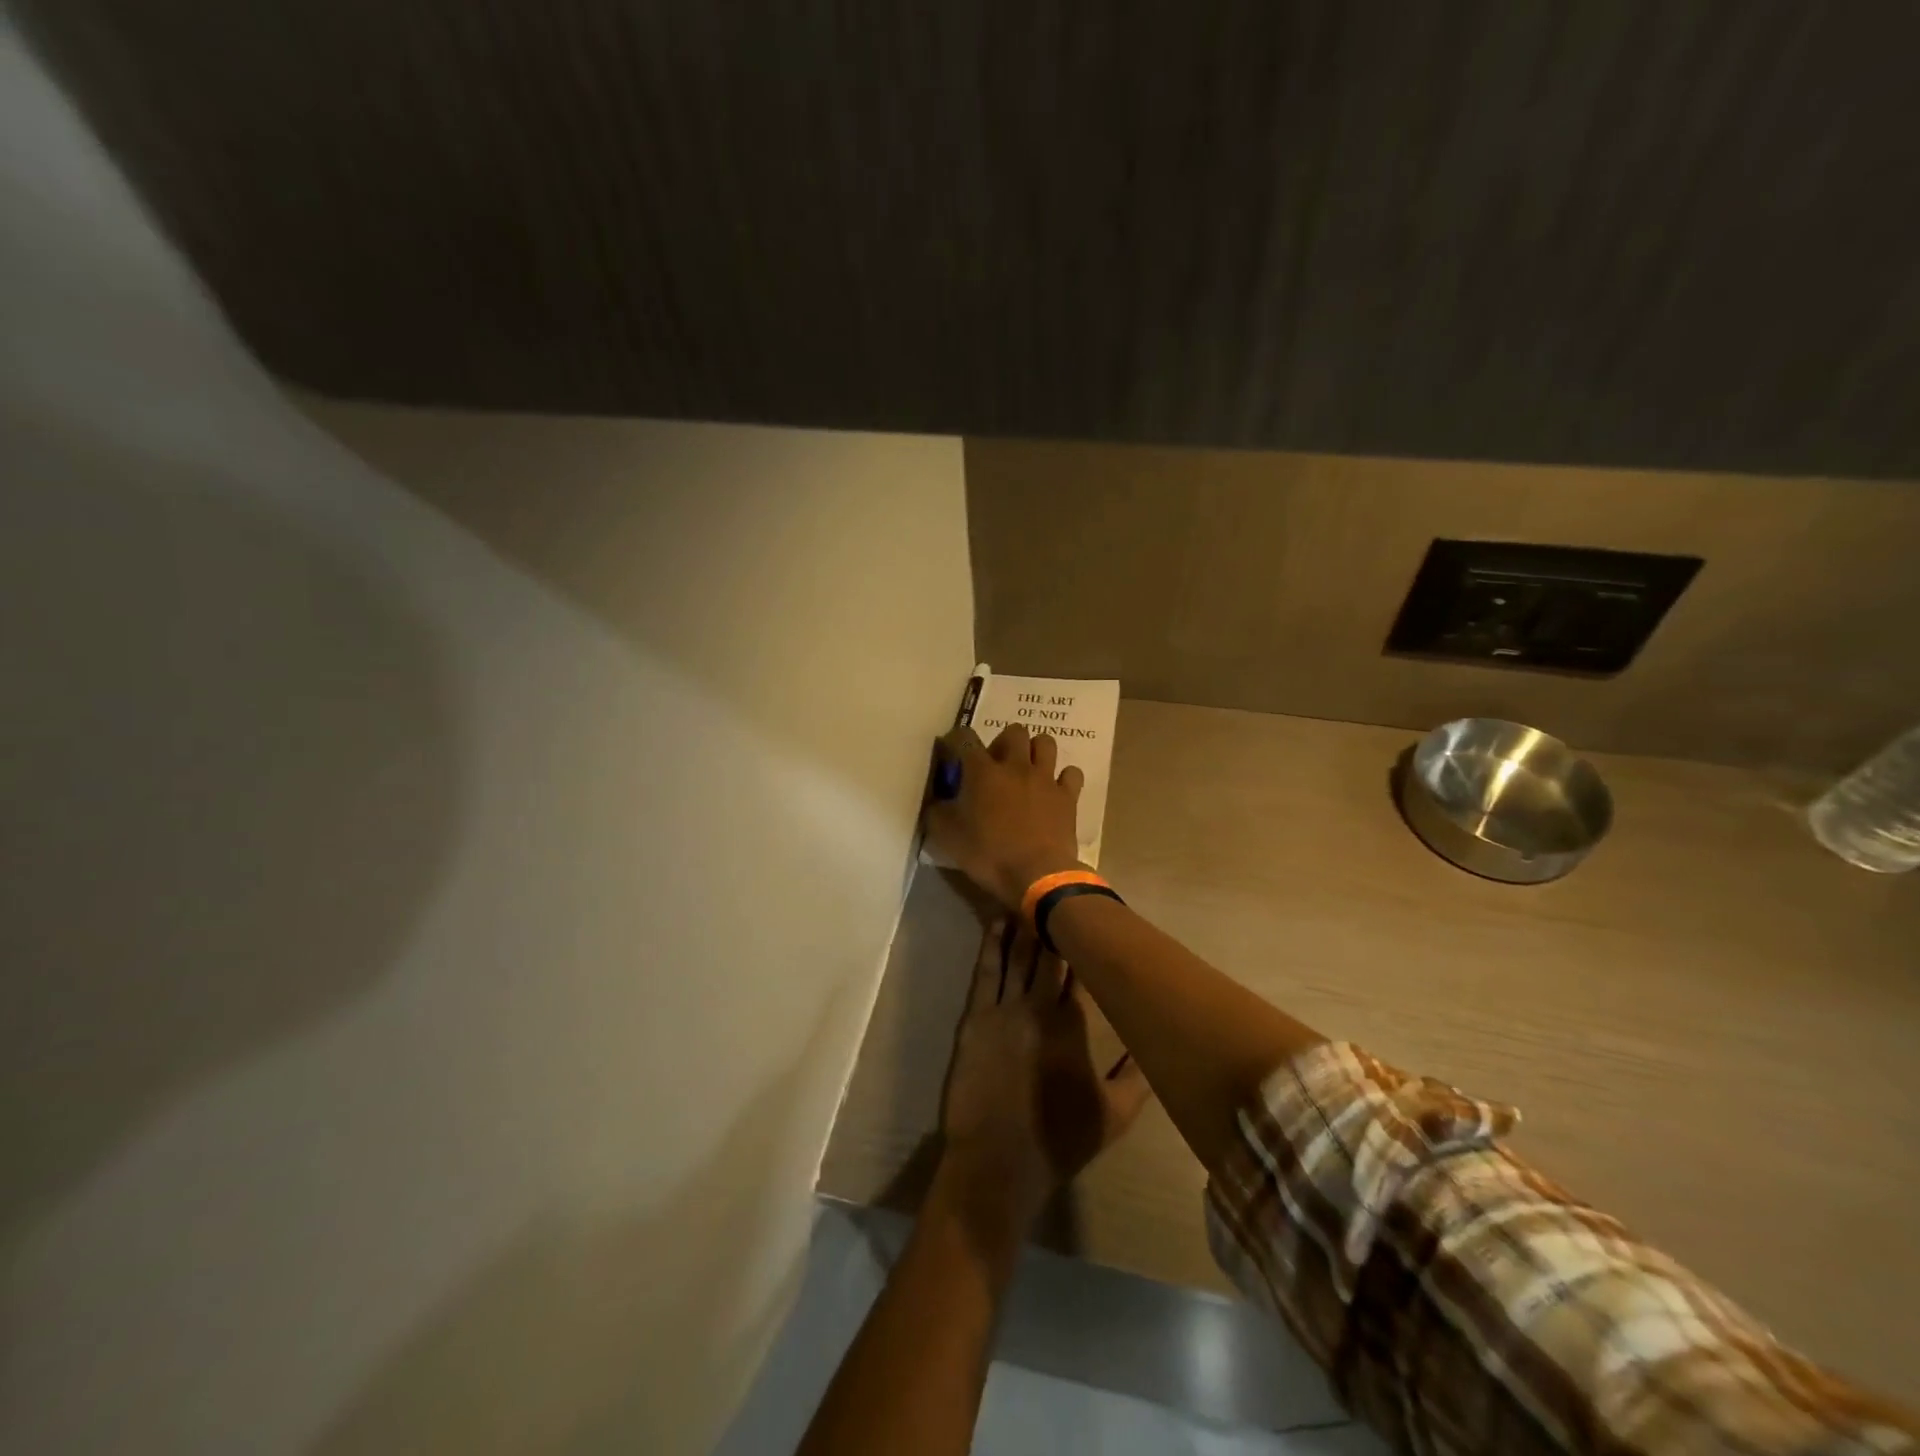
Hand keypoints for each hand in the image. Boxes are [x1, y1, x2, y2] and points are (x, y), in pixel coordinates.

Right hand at [927, 723, 1085, 908]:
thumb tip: (936, 800)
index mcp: (982, 771)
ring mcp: (1045, 779)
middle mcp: (1015, 766)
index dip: (955, 739)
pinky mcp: (1068, 796)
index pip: (965, 738)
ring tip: (1027, 770)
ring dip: (1035, 751)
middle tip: (996, 764)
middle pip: (1014, 731)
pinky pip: (1071, 773)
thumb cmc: (988, 854)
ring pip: (1045, 743)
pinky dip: (1063, 777)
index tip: (951, 752)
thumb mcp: (947, 837)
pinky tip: (1055, 789)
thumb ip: (937, 812)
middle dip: (1003, 742)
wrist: (1037, 875)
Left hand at [938, 918, 1151, 1231]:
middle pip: (1049, 955)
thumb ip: (1138, 1076)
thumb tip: (1155, 1041)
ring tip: (1029, 898)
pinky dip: (991, 945)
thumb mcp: (1115, 1116)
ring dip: (1024, 926)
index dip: (1087, 945)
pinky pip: (986, 971)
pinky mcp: (976, 1017)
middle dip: (1055, 925)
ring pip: (1017, 956)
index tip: (1093, 920)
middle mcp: (1041, 1007)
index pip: (1083, 972)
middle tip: (1060, 896)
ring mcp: (1005, 1010)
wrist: (997, 1162)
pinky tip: (996, 924)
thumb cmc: (1059, 1141)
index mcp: (1075, 1026)